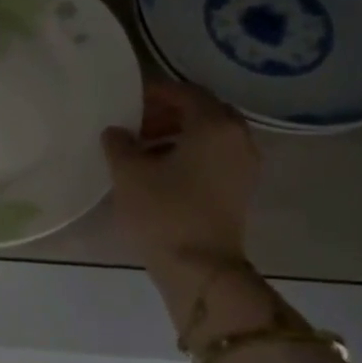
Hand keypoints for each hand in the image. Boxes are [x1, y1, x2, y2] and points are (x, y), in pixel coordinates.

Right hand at [102, 82, 286, 333]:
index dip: (155, 92)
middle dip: (170, 112)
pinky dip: (191, 153)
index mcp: (214, 125)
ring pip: (211, 135)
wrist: (200, 270)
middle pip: (203, 111)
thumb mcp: (129, 173)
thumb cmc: (164, 213)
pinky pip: (216, 156)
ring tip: (144, 147)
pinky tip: (162, 169)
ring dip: (179, 133)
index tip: (129, 99)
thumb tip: (117, 132)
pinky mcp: (240, 190)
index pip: (185, 92)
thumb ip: (119, 143)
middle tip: (138, 121)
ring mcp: (244, 166)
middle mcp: (238, 138)